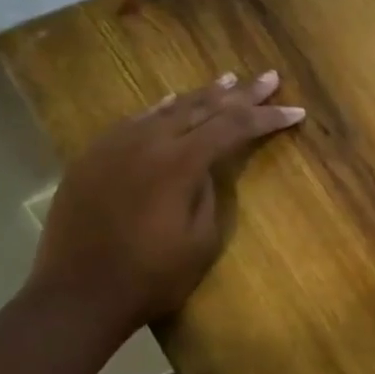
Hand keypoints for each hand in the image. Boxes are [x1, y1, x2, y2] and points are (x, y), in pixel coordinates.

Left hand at [28, 70, 305, 334]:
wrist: (78, 295)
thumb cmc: (152, 276)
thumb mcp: (202, 240)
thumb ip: (209, 193)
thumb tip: (207, 167)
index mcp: (179, 163)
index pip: (233, 127)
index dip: (266, 117)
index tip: (296, 112)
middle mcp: (147, 142)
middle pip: (202, 107)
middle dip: (241, 94)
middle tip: (269, 78)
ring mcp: (114, 146)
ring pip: (167, 109)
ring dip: (201, 95)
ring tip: (228, 80)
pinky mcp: (92, 158)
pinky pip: (134, 122)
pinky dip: (161, 110)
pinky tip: (170, 102)